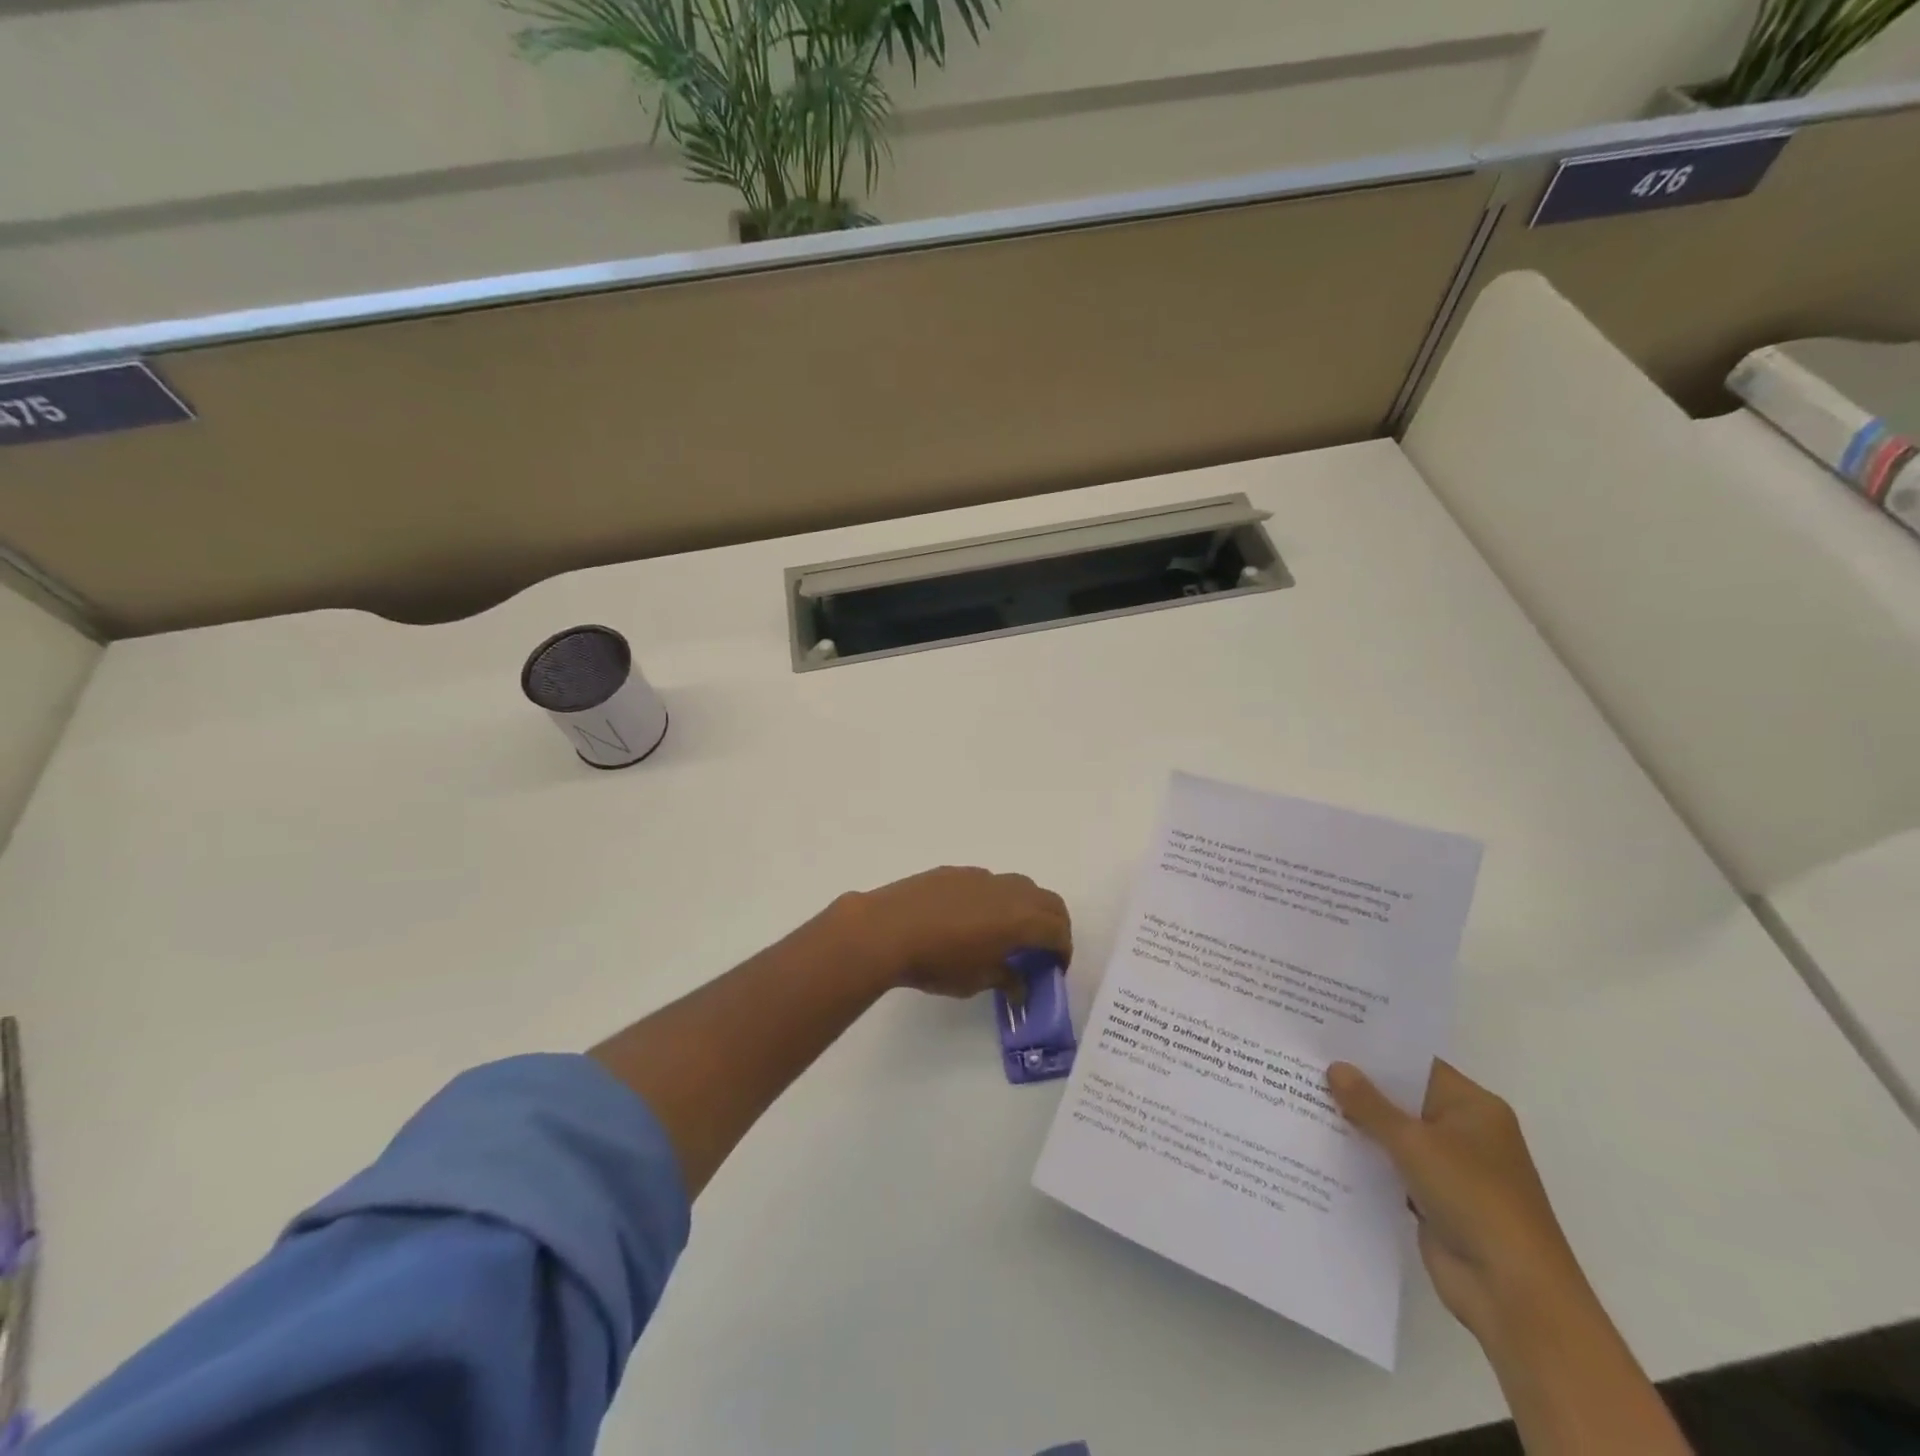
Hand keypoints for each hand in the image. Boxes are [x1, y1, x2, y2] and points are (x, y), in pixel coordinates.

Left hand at [837, 867, 1071, 998]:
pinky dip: (996, 899)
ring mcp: (981, 877)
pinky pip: (989, 882)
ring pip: (1019, 886)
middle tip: (1043, 948)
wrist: (887, 928)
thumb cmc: (936, 962)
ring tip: (1009, 931)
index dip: (1063, 950)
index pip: (1058, 930)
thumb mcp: (975, 981)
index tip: (1055, 968)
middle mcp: (1008, 891)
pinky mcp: (956, 872)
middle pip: (1048, 901)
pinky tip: (973, 918)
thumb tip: (1020, 985)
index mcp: (1020, 920)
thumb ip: (1005, 979)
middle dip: (1053, 924)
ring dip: (1025, 907)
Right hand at [1327, 1059, 1586, 1345]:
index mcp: (1473, 1107)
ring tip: (1302, 1096)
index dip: (1374, 1051)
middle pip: (1402, 1098)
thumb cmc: (1474, 1199)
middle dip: (1358, 1086)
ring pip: (1394, 1134)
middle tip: (1305, 1062)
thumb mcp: (1415, 1143)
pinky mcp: (1433, 1199)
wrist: (1513, 1293)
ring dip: (1357, 1124)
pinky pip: (1391, 1167)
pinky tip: (1322, 1144)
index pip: (1416, 1065)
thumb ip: (1370, 1105)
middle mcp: (1463, 1131)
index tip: (1328, 1036)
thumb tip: (1335, 1067)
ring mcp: (1449, 1168)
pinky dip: (1364, 1159)